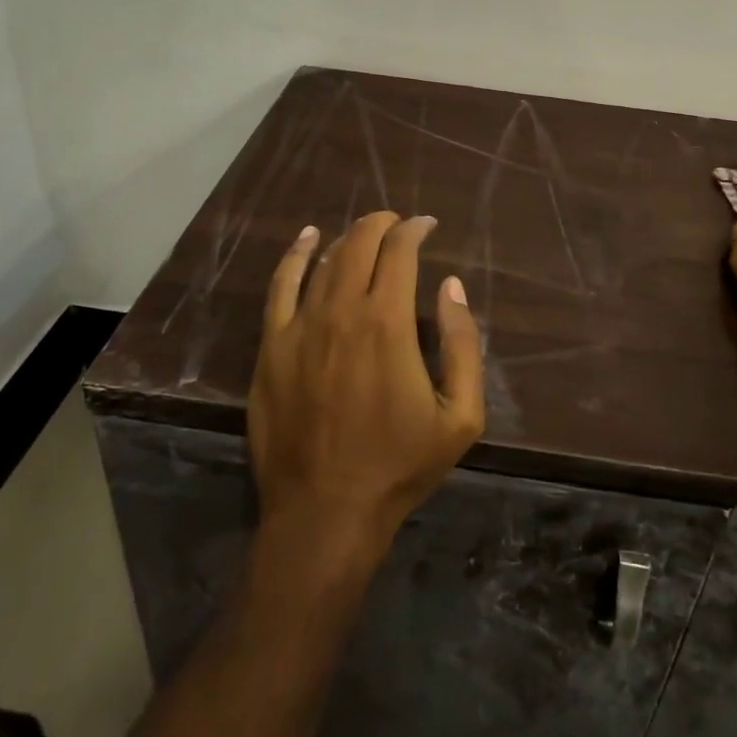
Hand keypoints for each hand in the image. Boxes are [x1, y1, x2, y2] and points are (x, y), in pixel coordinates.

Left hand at [250, 212, 485, 559]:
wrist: (325, 512)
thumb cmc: (399, 465)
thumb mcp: (460, 414)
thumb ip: (463, 343)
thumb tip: (451, 286)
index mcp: (387, 322)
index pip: (400, 252)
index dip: (415, 230)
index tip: (427, 226)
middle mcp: (341, 311)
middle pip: (360, 244)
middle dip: (382, 224)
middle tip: (398, 224)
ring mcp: (300, 327)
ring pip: (325, 261)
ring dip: (348, 239)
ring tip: (365, 234)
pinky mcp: (272, 347)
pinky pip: (281, 286)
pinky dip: (295, 256)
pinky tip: (307, 239)